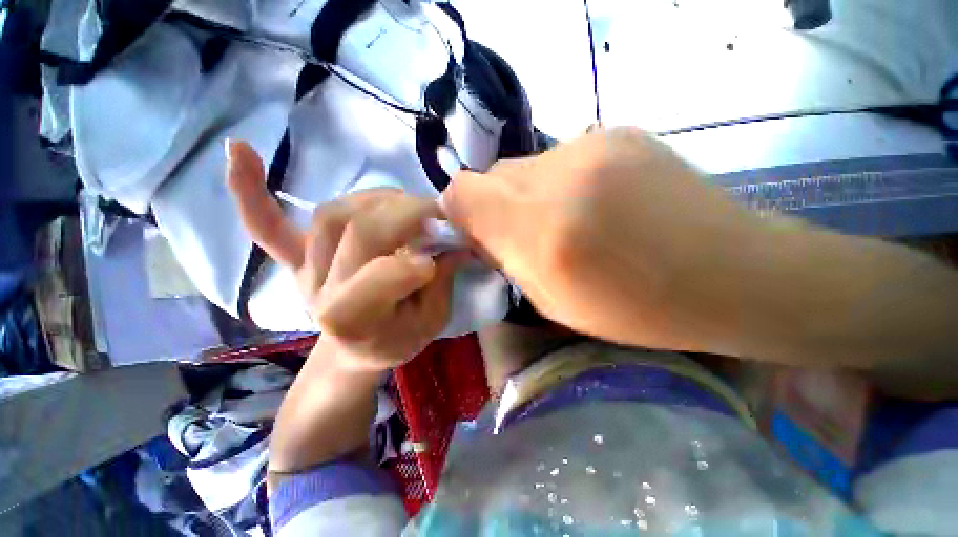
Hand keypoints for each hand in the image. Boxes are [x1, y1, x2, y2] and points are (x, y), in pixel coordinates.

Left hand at [226, 140, 461, 370]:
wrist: (355, 351)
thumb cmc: (397, 340)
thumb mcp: (432, 321)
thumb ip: (442, 281)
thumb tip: (455, 242)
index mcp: (355, 321)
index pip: (381, 276)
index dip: (417, 258)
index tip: (448, 252)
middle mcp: (320, 292)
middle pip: (358, 233)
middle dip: (406, 214)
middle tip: (435, 214)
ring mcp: (304, 271)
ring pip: (333, 216)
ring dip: (376, 201)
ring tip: (405, 206)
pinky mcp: (295, 258)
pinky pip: (267, 227)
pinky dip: (251, 192)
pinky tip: (240, 151)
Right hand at [443, 127, 766, 353]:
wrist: (728, 273)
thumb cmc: (634, 307)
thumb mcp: (550, 302)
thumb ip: (505, 258)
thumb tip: (478, 229)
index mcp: (542, 232)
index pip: (461, 192)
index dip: (460, 210)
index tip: (478, 232)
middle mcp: (558, 178)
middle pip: (491, 174)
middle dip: (496, 205)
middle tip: (526, 232)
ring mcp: (591, 147)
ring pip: (524, 166)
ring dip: (529, 194)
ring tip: (568, 219)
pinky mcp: (617, 133)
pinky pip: (559, 157)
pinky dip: (560, 181)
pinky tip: (597, 202)